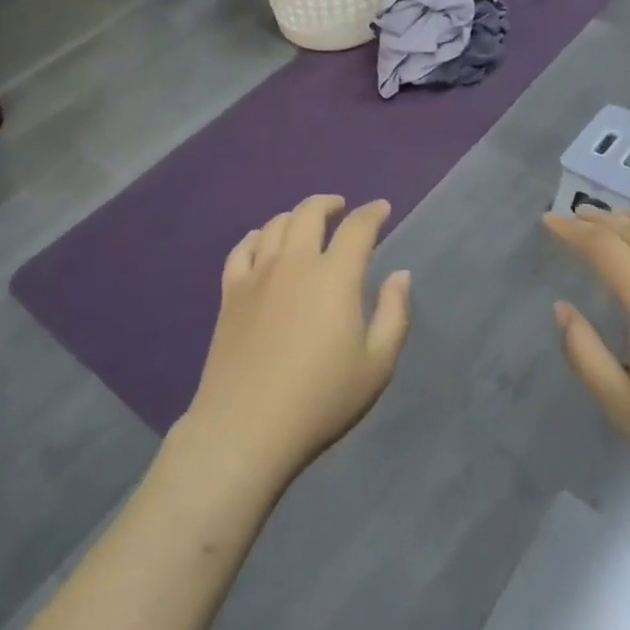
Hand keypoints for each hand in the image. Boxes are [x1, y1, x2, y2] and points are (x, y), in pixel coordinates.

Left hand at [182, 196, 411, 489]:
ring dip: (294, 216)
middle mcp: (295, 263)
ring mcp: (257, 275)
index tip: (382, 209)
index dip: (373, 213)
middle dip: (329, 203)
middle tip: (341, 207)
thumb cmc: (321, 399)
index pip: (357, 228)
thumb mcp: (377, 364)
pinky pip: (241, 249)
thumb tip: (399, 274)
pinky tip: (261, 241)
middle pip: (309, 213)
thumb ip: (394, 313)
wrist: (247, 427)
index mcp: (335, 276)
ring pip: (274, 225)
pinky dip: (255, 236)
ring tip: (305, 222)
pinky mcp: (230, 293)